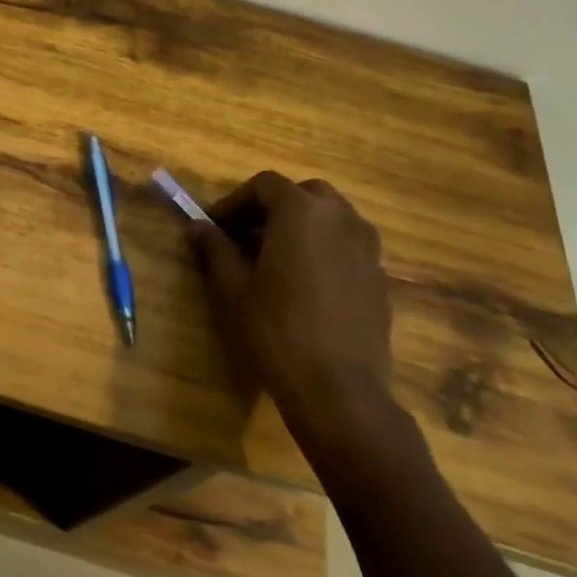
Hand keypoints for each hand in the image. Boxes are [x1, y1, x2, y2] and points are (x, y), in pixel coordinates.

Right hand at [189, 173, 401, 456]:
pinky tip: (306, 285)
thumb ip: (215, 248)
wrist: (339, 390)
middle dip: (272, 208)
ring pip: (331, 218)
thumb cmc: (277, 330)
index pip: (264, 185)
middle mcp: (341, 218)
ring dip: (302, 226)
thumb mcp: (233, 288)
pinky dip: (325, 250)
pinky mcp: (380, 277)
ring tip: (276, 259)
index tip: (215, 226)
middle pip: (303, 194)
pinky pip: (348, 246)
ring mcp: (367, 247)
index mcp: (301, 212)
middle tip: (246, 236)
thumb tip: (196, 226)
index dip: (235, 202)